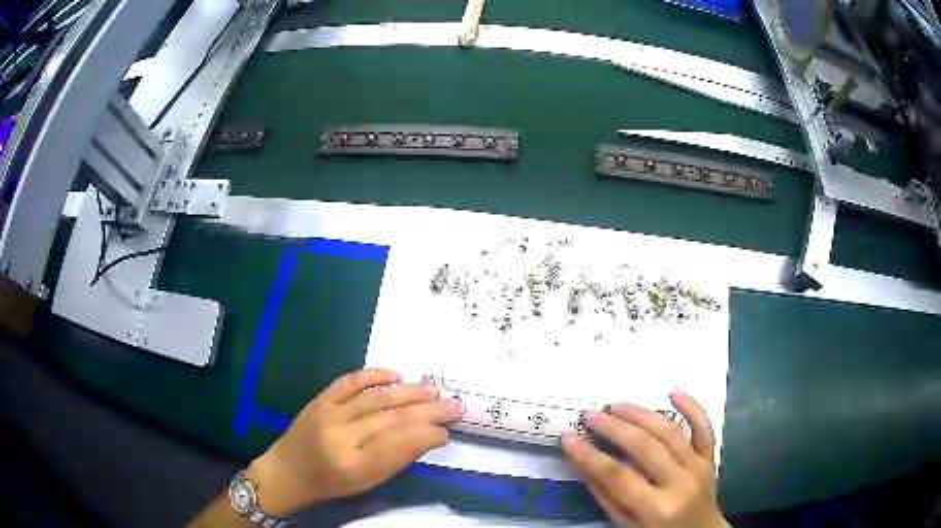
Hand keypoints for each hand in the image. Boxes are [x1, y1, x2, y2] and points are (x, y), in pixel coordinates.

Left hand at [246, 369, 463, 515]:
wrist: (289, 471)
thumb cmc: (332, 483)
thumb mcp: (368, 482)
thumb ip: (397, 459)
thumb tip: (430, 435)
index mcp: (355, 467)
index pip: (399, 445)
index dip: (427, 435)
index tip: (447, 431)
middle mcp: (341, 438)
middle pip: (392, 419)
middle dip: (427, 411)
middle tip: (454, 405)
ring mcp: (328, 414)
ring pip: (376, 399)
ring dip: (408, 393)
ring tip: (433, 390)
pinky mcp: (319, 399)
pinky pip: (349, 381)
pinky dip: (374, 375)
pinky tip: (396, 374)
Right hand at [562, 391, 725, 527]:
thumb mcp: (628, 527)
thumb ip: (608, 498)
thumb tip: (586, 465)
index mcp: (657, 509)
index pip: (618, 477)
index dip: (590, 456)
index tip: (569, 438)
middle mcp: (680, 484)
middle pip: (646, 448)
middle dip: (615, 428)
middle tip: (592, 415)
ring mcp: (699, 467)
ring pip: (671, 432)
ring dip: (642, 414)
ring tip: (618, 405)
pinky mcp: (710, 458)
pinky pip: (704, 428)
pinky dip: (692, 407)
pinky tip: (673, 392)